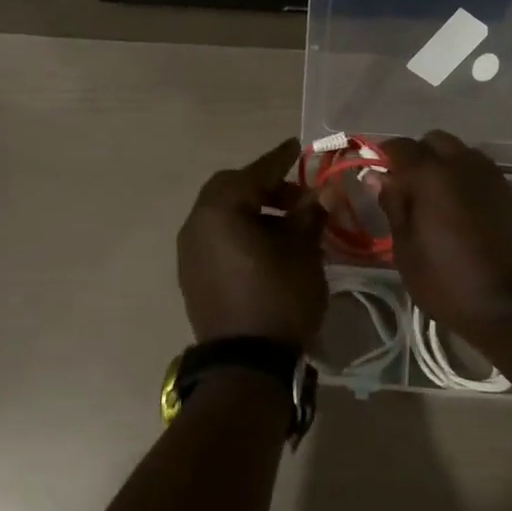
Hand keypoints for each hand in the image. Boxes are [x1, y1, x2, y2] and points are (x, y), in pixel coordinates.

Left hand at [177, 138, 327, 346]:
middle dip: (264, 187)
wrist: (246, 363)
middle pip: (230, 189)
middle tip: (295, 197)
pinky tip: (265, 247)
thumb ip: (309, 215)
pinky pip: (215, 237)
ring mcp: (189, 251)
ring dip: (251, 211)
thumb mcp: (302, 252)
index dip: (279, 159)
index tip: (297, 147)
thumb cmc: (279, 298)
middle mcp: (196, 224)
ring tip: (286, 225)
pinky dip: (238, 231)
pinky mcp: (191, 274)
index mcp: (220, 211)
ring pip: (221, 214)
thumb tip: (321, 193)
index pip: (254, 173)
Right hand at [378, 131, 511, 345]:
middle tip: (403, 189)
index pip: (399, 146)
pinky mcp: (508, 193)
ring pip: (459, 152)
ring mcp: (491, 177)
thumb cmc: (448, 283)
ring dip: (441, 165)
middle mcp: (464, 164)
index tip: (374, 177)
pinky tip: (456, 209)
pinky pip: (478, 171)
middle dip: (415, 156)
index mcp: (432, 175)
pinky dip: (462, 178)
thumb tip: (379, 177)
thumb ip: (393, 205)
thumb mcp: (406, 249)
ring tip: (430, 200)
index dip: (382, 157)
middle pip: (433, 141)